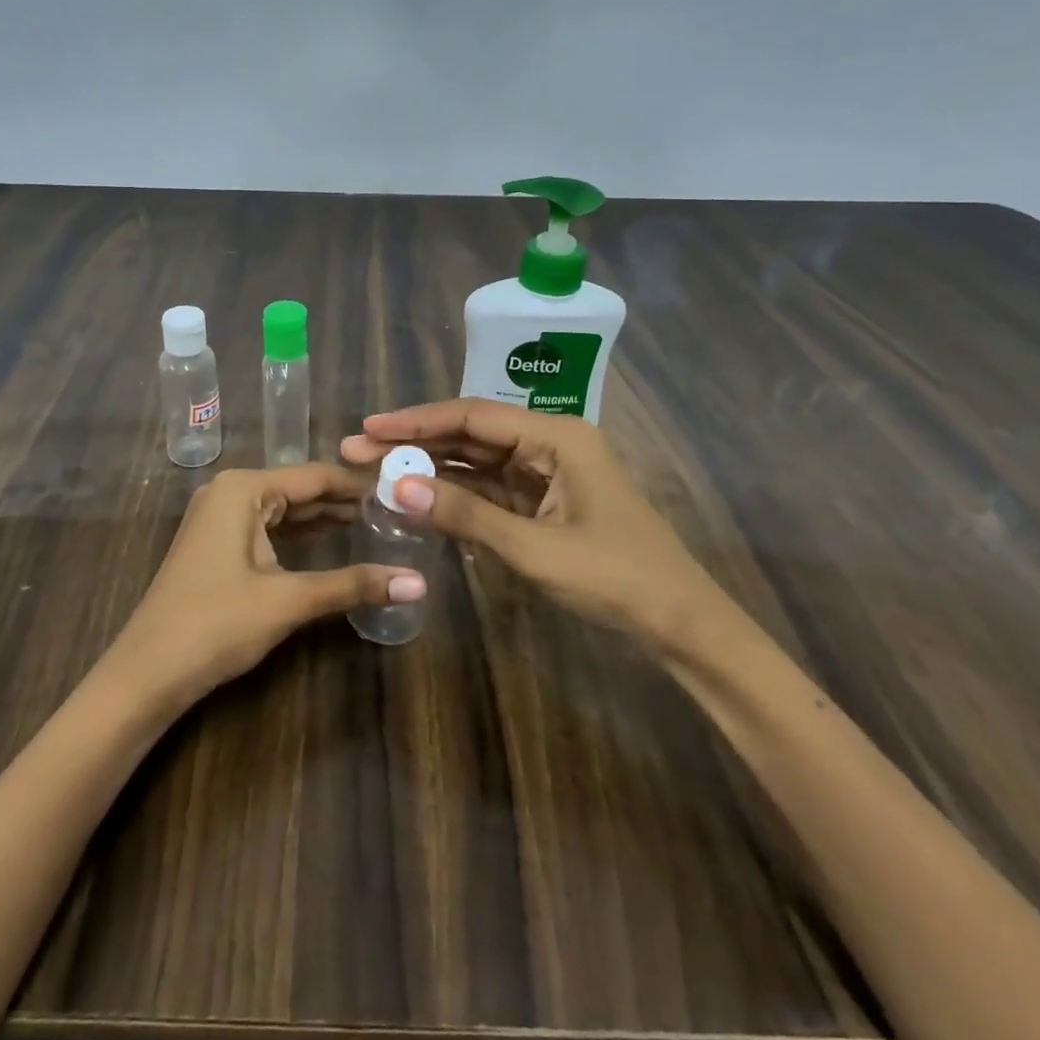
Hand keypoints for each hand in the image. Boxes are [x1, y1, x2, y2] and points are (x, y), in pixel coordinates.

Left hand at [112, 464, 423, 704]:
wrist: (147, 673)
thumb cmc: (216, 625)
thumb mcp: (288, 601)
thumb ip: (352, 585)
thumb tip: (419, 583)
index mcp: (244, 488)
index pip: (316, 476)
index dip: (360, 485)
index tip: (404, 490)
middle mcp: (231, 491)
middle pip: (301, 489)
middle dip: (346, 500)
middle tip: (399, 509)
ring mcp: (220, 517)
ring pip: (285, 509)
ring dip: (326, 518)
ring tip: (378, 522)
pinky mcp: (217, 543)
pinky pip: (268, 526)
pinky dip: (300, 534)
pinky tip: (333, 541)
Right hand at [341, 399, 719, 651]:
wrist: (680, 623)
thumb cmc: (614, 577)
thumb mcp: (533, 547)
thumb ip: (463, 514)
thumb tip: (396, 486)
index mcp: (556, 435)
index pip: (472, 416)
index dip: (416, 421)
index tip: (369, 428)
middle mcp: (550, 443)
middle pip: (470, 434)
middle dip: (415, 442)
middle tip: (359, 450)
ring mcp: (547, 473)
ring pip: (477, 461)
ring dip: (431, 467)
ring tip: (378, 471)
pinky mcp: (544, 503)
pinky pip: (490, 489)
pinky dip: (455, 494)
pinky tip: (419, 496)